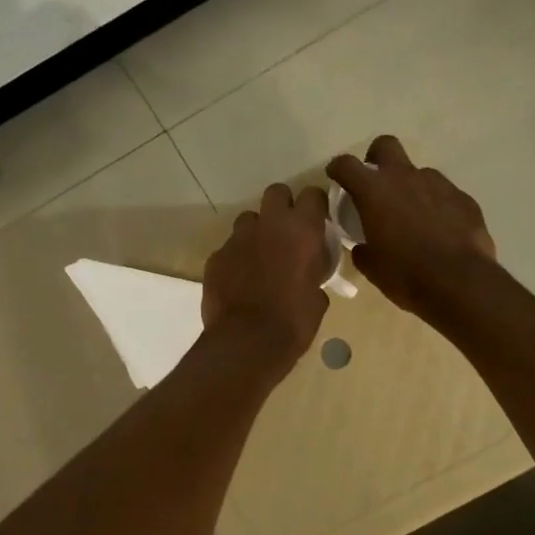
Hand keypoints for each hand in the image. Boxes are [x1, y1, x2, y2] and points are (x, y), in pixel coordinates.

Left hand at [201, 182, 331, 371]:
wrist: (247, 342)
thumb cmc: (294, 321)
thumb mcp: (318, 298)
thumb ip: (314, 274)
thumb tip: (309, 275)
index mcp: (303, 230)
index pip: (312, 195)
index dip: (315, 206)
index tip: (317, 221)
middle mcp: (270, 224)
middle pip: (276, 192)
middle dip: (282, 206)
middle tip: (287, 231)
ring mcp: (238, 238)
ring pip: (249, 219)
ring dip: (257, 232)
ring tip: (260, 257)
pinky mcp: (216, 256)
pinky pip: (229, 247)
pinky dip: (236, 258)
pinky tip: (240, 280)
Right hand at [326, 136, 496, 319]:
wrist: (459, 282)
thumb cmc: (406, 274)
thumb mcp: (372, 267)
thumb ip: (363, 250)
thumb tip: (363, 247)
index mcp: (374, 191)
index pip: (346, 164)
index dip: (338, 168)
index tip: (336, 177)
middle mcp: (404, 177)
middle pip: (386, 145)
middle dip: (377, 158)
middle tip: (376, 184)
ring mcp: (438, 184)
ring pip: (419, 172)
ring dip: (411, 187)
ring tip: (414, 217)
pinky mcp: (463, 198)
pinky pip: (444, 194)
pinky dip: (437, 206)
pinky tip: (440, 230)